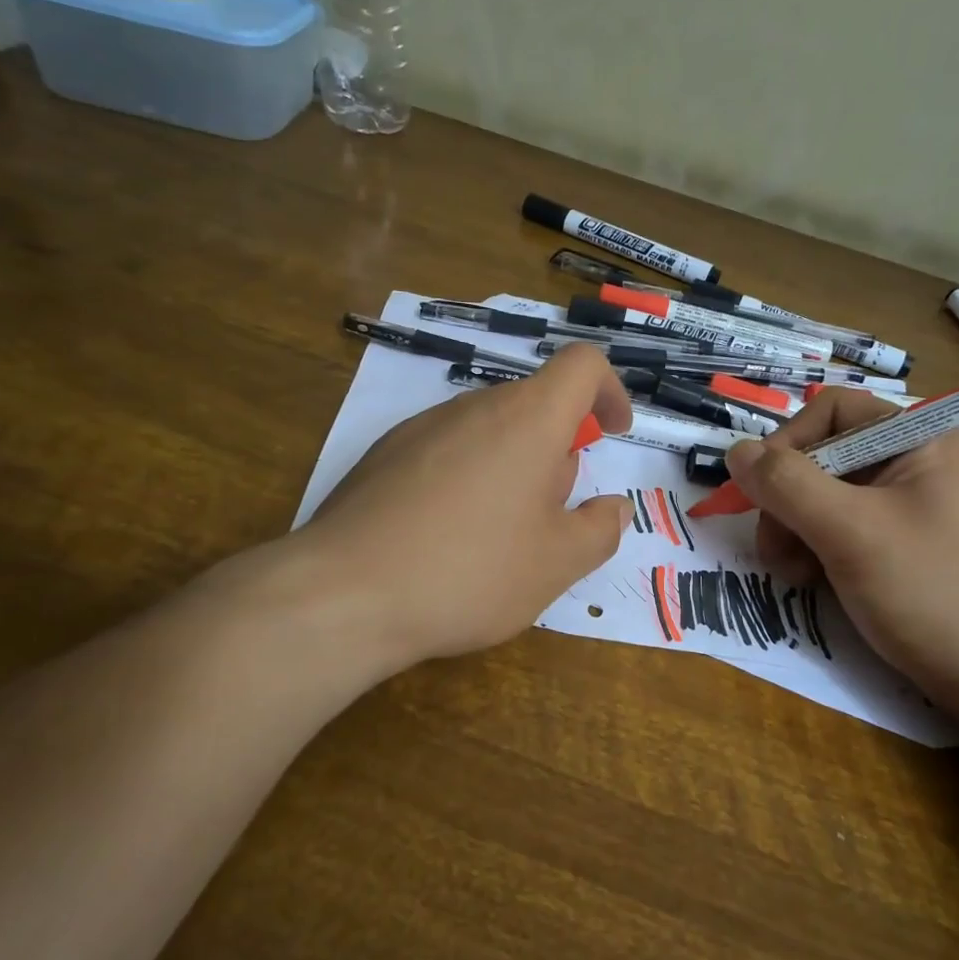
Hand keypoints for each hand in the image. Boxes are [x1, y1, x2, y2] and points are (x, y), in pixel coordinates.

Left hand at [298, 344, 634, 669]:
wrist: (344, 594)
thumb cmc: (470, 572)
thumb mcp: (557, 564)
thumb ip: (600, 529)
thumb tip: (614, 507)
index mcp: (526, 420)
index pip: (581, 365)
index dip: (609, 390)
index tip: (612, 433)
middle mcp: (472, 408)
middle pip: (533, 404)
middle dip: (558, 449)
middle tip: (553, 514)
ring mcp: (420, 428)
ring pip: (488, 430)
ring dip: (513, 466)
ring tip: (499, 536)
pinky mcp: (384, 455)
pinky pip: (446, 450)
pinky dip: (468, 477)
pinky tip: (447, 537)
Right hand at [723, 391, 958, 720]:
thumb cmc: (935, 593)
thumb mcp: (850, 533)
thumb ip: (787, 485)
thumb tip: (734, 451)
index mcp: (918, 439)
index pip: (832, 410)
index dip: (786, 444)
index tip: (759, 495)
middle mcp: (918, 463)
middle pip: (826, 456)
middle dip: (788, 500)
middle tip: (775, 552)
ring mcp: (917, 508)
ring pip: (832, 498)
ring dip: (798, 530)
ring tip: (795, 576)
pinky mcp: (913, 548)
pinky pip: (851, 531)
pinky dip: (823, 551)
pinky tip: (818, 583)